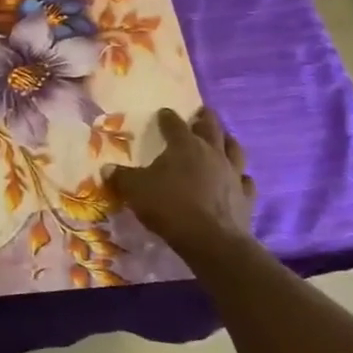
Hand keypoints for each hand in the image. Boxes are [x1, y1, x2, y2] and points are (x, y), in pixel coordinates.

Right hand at [106, 107, 255, 260]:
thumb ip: (121, 177)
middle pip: (211, 128)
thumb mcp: (135, 190)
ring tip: (224, 139)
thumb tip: (107, 168)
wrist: (209, 239)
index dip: (167, 117)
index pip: (174, 124)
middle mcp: (212, 153)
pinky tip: (238, 178)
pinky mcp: (245, 195)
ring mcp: (233, 173)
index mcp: (184, 146)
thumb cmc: (168, 207)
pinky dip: (240, 176)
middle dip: (205, 118)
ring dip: (228, 141)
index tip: (163, 113)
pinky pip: (245, 180)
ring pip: (234, 149)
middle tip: (202, 113)